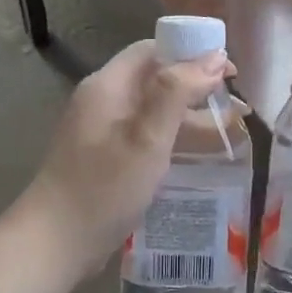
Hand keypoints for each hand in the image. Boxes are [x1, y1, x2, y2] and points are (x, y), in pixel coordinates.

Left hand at [17, 39, 231, 278]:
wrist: (56, 241)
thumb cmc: (104, 188)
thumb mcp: (147, 138)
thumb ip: (178, 93)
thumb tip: (215, 56)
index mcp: (109, 86)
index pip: (153, 51)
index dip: (192, 53)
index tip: (230, 72)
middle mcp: (104, 101)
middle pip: (155, 80)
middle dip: (196, 88)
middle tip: (236, 106)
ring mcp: (103, 131)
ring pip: (153, 112)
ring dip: (189, 117)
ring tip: (230, 131)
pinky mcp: (106, 158)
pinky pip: (145, 137)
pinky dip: (173, 140)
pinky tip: (198, 156)